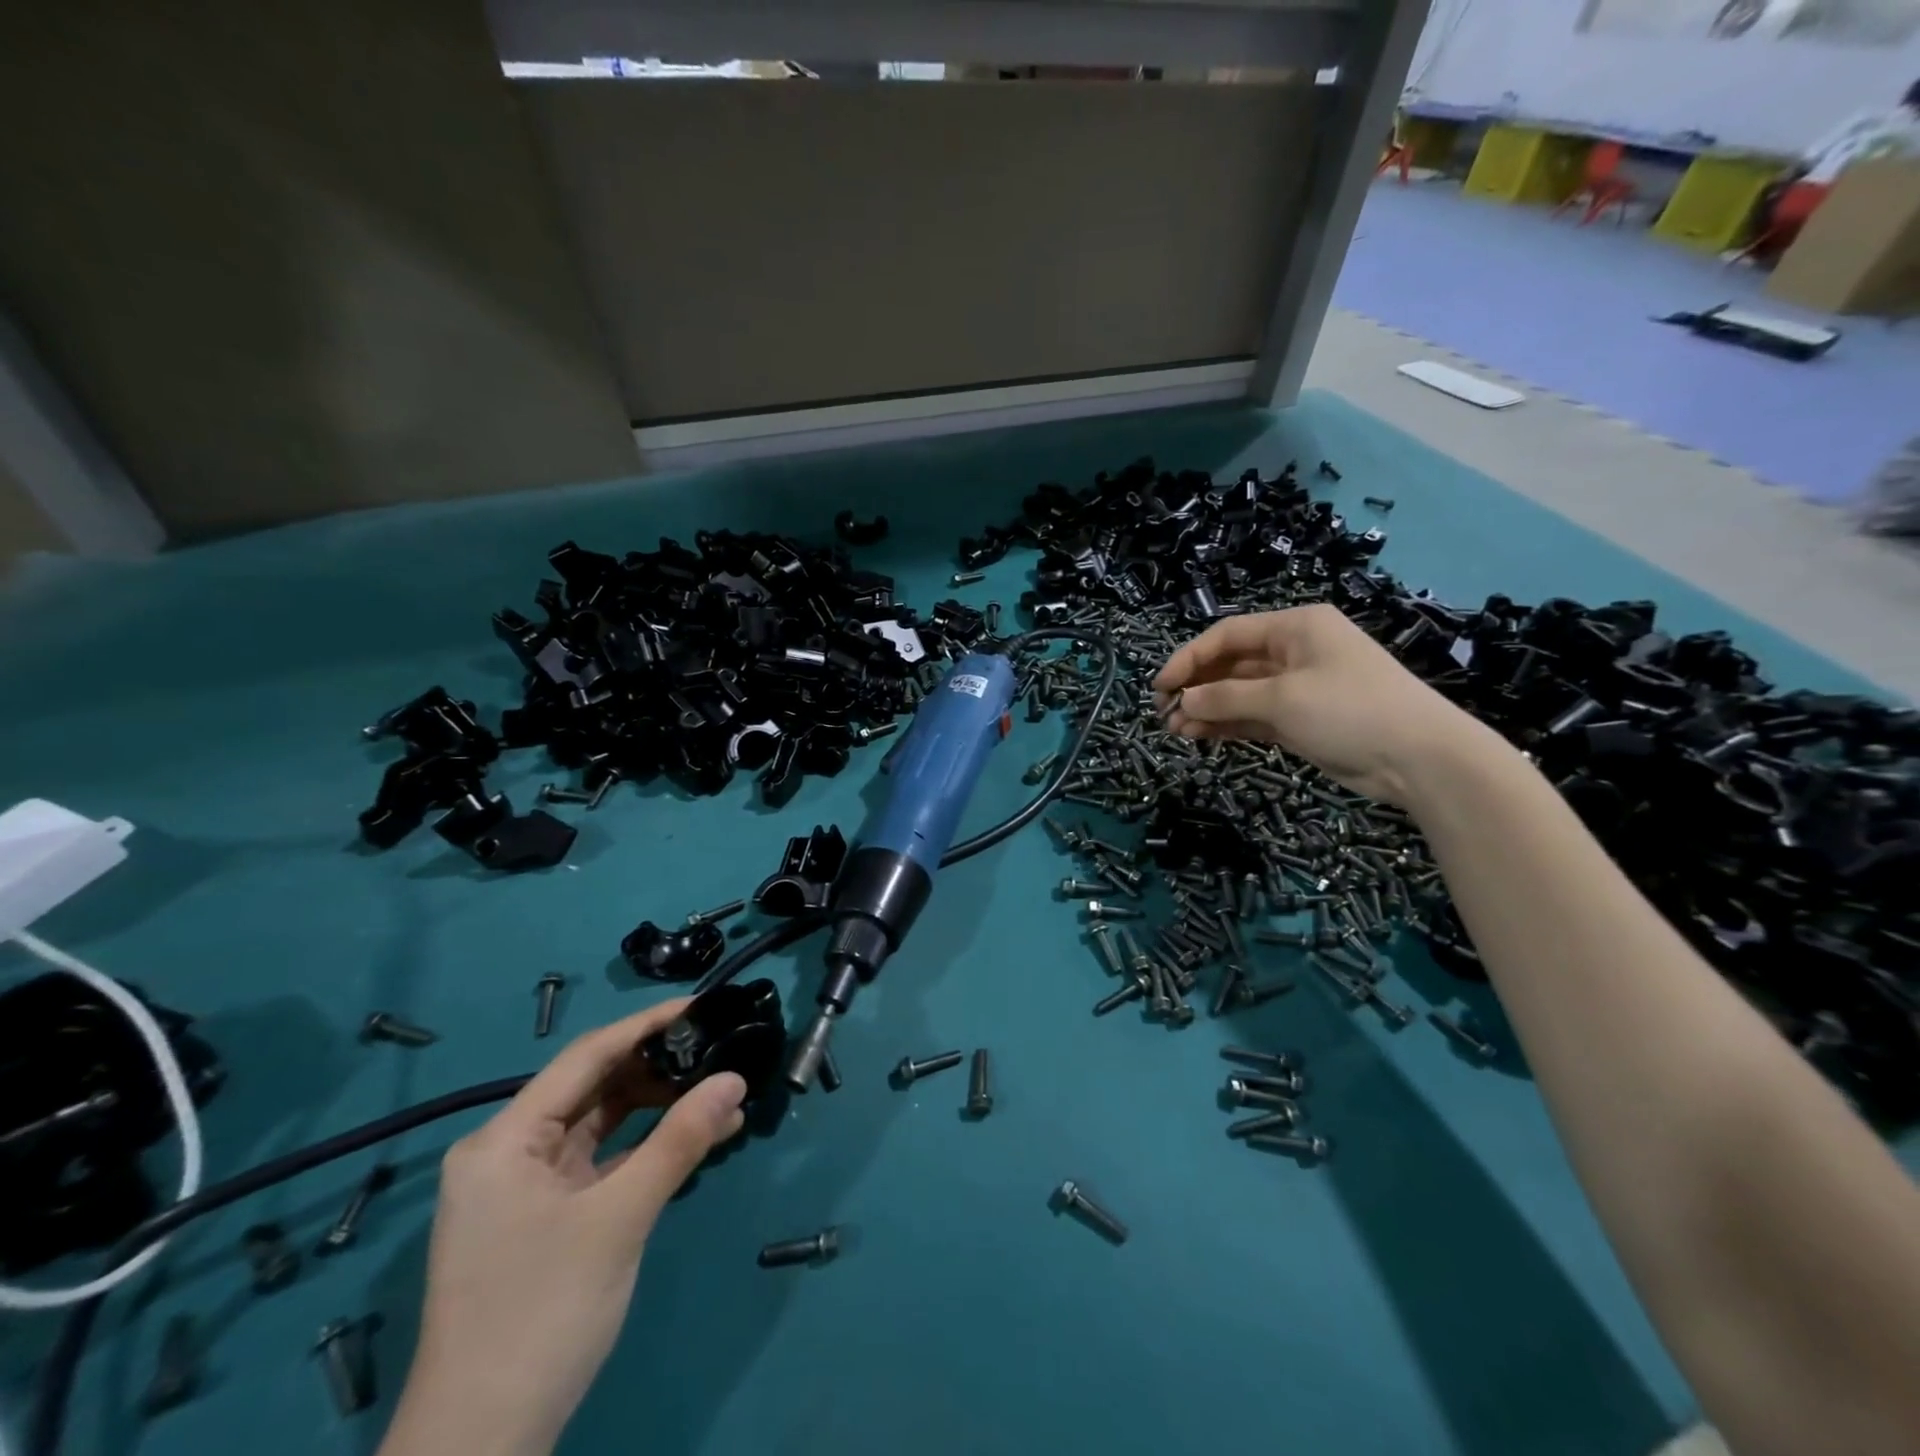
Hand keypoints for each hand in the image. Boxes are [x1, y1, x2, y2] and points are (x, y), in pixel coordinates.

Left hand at [379, 1002, 746, 1455]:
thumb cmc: (542, 1314)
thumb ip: (680, 1140)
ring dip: (660, 1109)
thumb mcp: (620, 1218)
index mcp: (505, 1139)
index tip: (702, 1004)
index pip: (587, 1056)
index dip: (646, 1024)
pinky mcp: (547, 1217)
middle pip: (594, 1086)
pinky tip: (698, 1138)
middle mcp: (510, 1151)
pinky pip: (604, 1160)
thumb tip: (735, 1078)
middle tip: (720, 1046)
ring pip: (603, 1123)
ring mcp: (527, 1187)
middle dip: (659, 1067)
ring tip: (722, 1092)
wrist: (481, 1449)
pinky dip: (648, 1147)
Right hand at [1153, 604, 1490, 804]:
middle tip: (1164, 712)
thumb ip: (1226, 699)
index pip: (1227, 635)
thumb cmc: (1350, 710)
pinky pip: (1253, 716)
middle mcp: (1295, 651)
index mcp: (1295, 628)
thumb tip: (1185, 703)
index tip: (1161, 686)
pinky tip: (1200, 737)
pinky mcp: (1302, 720)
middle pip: (1230, 664)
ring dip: (1207, 710)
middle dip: (1196, 687)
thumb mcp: (1282, 699)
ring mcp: (1299, 687)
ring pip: (1239, 693)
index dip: (1188, 658)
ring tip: (1176, 731)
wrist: (1420, 758)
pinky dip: (1227, 725)